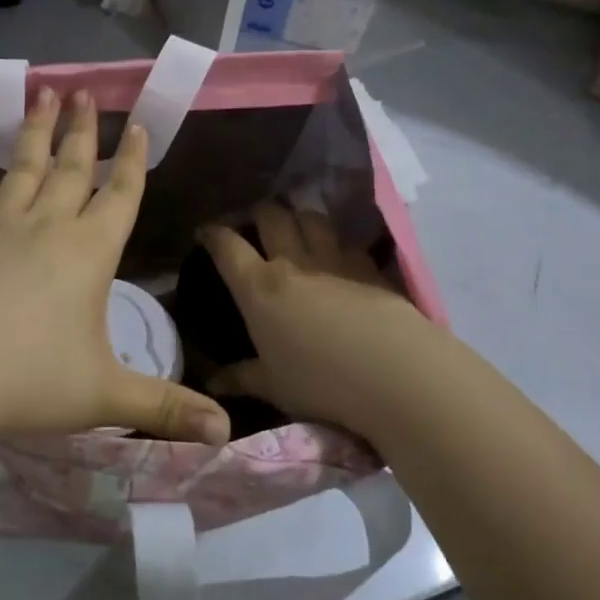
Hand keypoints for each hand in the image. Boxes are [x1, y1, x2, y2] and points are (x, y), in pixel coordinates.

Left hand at [0, 87, 230, 457]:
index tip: (137, 123)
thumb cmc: (27, 382)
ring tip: (42, 91)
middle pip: (70, 169)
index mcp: (88, 254)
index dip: (132, 160)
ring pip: (20, 167)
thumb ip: (166, 409)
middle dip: (82, 130)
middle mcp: (45, 227)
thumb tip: (227, 433)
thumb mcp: (105, 397)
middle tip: (84, 89)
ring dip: (33, 130)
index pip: (120, 196)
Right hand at [200, 205, 431, 441]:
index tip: (205, 232)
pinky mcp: (369, 267)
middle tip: (254, 225)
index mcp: (259, 288)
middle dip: (258, 213)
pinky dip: (337, 242)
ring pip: (312, 217)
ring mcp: (335, 260)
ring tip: (297, 229)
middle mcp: (293, 262)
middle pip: (271, 215)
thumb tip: (212, 383)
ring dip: (299, 217)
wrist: (395, 374)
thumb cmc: (321, 383)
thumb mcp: (273, 386)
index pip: (227, 246)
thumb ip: (241, 378)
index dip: (212, 233)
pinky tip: (339, 256)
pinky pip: (347, 241)